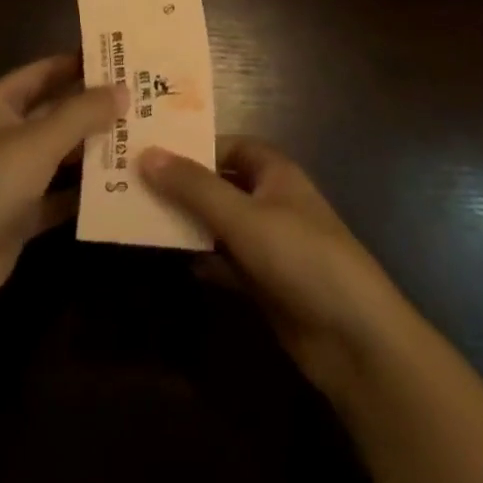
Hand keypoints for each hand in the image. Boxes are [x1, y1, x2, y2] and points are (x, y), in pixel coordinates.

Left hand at [0, 53, 120, 323]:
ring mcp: (10, 176)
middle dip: (94, 108)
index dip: (78, 63)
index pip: (44, 71)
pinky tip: (122, 187)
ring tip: (141, 138)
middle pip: (55, 112)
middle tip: (143, 98)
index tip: (121, 58)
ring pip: (60, 154)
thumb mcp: (39, 141)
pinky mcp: (19, 214)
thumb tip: (124, 89)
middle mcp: (4, 135)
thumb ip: (82, 113)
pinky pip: (59, 195)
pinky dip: (84, 192)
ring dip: (93, 150)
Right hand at [139, 136, 412, 402]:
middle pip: (219, 184)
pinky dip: (201, 259)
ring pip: (218, 224)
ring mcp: (268, 243)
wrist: (353, 337)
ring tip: (136, 217)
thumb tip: (146, 154)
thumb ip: (194, 187)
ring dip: (186, 222)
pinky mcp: (264, 282)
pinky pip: (224, 261)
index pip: (226, 146)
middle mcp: (270, 200)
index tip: (147, 149)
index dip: (191, 146)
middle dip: (181, 185)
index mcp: (274, 172)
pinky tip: (170, 259)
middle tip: (129, 183)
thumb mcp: (243, 217)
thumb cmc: (301, 257)